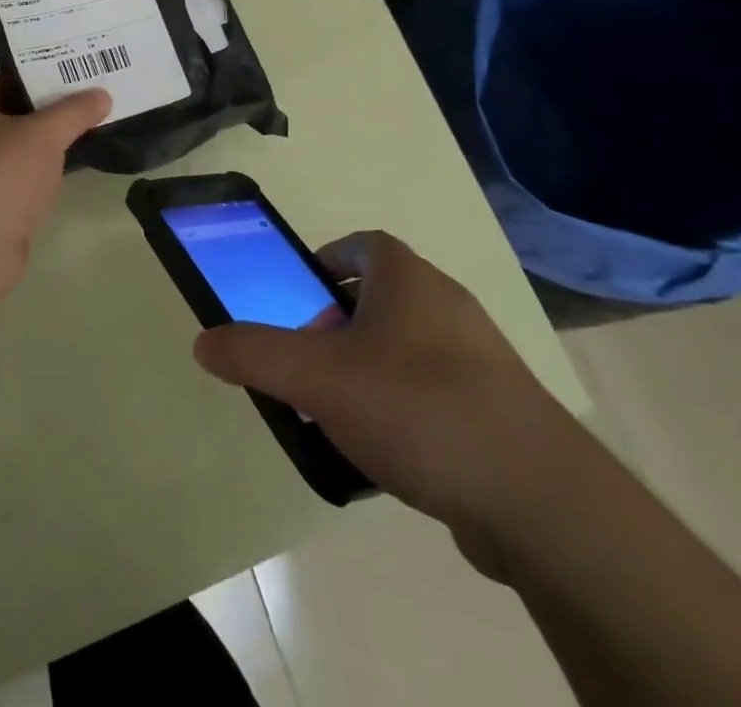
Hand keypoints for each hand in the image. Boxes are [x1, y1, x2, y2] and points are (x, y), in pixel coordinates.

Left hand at [0, 76, 110, 300]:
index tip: (58, 75)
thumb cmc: (2, 174)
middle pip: (5, 116)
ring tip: (75, 135)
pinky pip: (11, 182)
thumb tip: (102, 94)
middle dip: (38, 111)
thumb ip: (74, 111)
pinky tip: (59, 177)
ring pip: (9, 151)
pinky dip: (32, 177)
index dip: (25, 75)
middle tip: (76, 103)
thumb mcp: (46, 134)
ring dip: (36, 147)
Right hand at [193, 231, 586, 570]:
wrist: (537, 497)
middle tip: (310, 363)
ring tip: (340, 414)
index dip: (329, 259)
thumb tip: (203, 341)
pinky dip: (406, 409)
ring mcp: (480, 358)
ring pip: (409, 348)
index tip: (303, 294)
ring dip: (371, 369)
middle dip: (339, 325)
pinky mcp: (500, 410)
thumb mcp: (318, 378)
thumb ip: (255, 355)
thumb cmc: (417, 407)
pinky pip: (437, 393)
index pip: (365, 243)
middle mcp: (448, 305)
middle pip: (382, 298)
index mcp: (408, 279)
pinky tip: (388, 455)